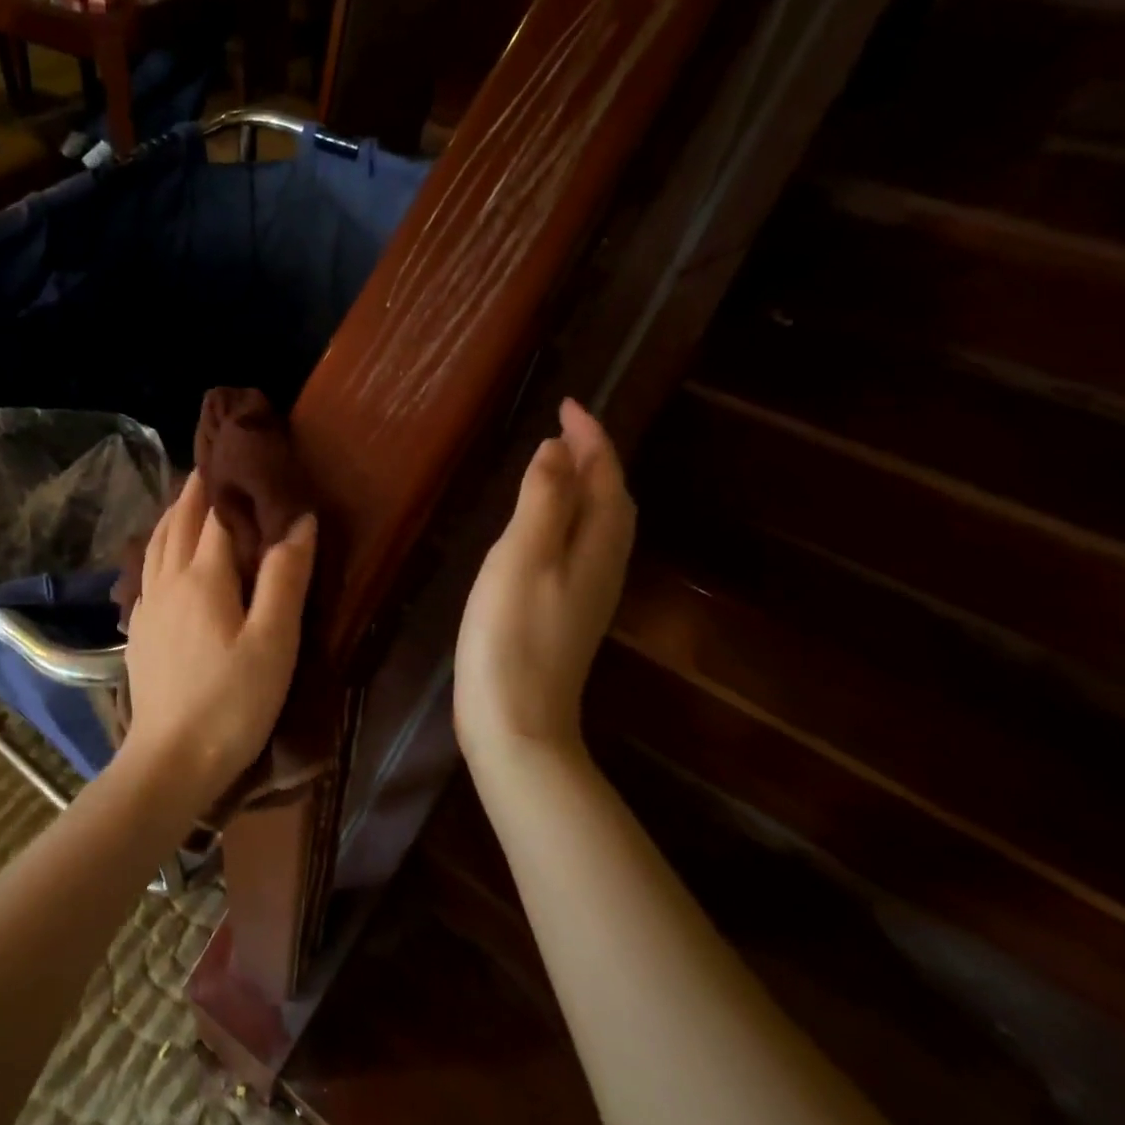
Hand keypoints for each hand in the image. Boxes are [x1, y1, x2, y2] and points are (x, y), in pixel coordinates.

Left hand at [122, 472, 316, 813]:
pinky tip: (162, 557)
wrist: (170, 761)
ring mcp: (148, 607)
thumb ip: (284, 578)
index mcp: (203, 577)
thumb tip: (299, 520)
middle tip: (211, 464)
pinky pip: (146, 571)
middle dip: (194, 490)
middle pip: (178, 522)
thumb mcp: (273, 642)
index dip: (230, 484)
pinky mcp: (139, 632)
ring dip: (171, 515)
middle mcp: (168, 581)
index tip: (243, 458)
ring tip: (185, 499)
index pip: (216, 515)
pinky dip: (157, 547)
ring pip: (155, 544)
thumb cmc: (232, 702)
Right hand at [454, 399, 635, 763]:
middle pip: (612, 500)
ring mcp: (586, 593)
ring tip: (557, 464)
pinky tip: (544, 527)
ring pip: (599, 525)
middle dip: (594, 458)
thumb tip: (558, 449)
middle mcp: (603, 565)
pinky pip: (579, 547)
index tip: (567, 404)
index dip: (591, 437)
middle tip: (565, 429)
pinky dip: (569, 518)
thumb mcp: (523, 556)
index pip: (605, 477)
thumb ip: (543, 500)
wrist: (516, 720)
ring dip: (585, 487)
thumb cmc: (512, 634)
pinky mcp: (566, 613)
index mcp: (597, 545)